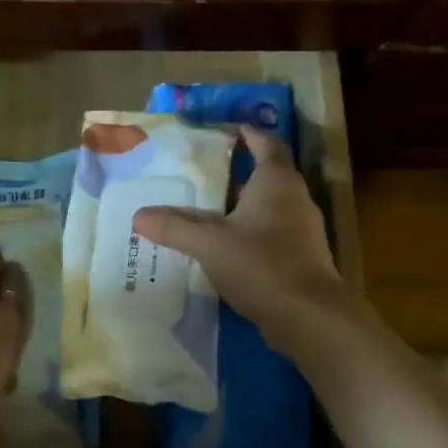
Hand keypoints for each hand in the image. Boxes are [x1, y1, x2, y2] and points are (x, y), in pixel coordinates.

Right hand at [133, 126, 361, 352]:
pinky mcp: (301, 257)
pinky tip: (224, 247)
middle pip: (266, 173)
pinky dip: (248, 232)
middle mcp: (294, 198)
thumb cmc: (261, 264)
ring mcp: (301, 229)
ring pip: (268, 205)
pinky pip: (271, 232)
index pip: (265, 142)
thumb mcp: (209, 243)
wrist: (309, 317)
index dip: (245, 133)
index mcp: (276, 181)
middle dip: (236, 171)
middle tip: (200, 174)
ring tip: (206, 210)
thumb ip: (174, 227)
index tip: (221, 131)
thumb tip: (139, 216)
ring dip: (241, 204)